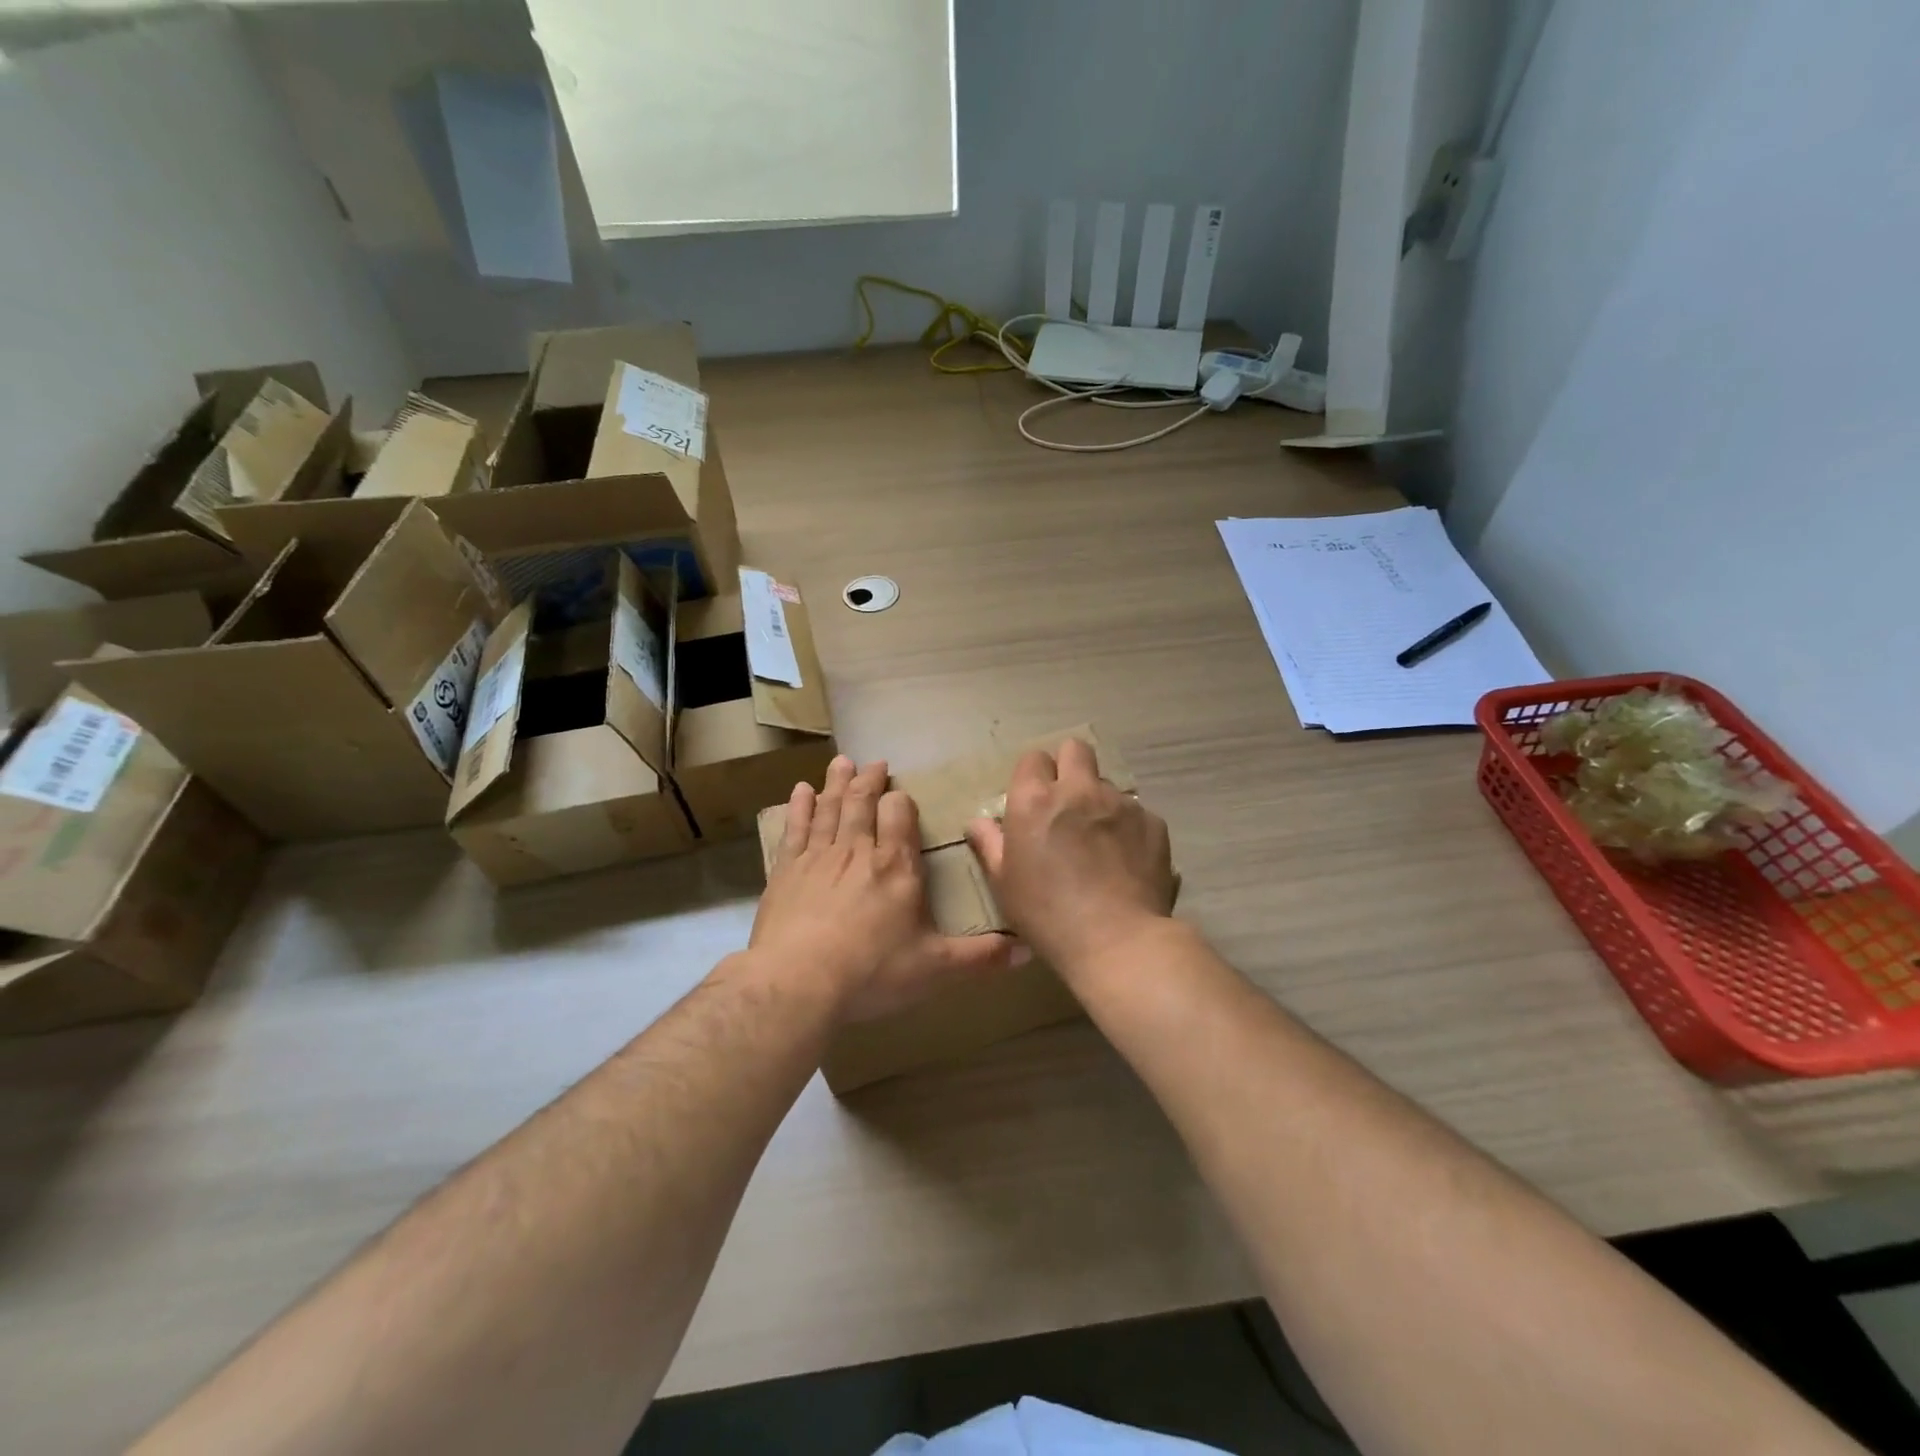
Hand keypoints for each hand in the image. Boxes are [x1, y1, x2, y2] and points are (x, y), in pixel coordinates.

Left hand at [753, 756, 1023, 1022]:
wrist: (798, 981)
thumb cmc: (872, 973)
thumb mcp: (935, 969)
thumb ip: (979, 958)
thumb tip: (1027, 953)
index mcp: (896, 867)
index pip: (900, 817)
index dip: (901, 802)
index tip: (901, 794)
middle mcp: (858, 851)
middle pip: (863, 803)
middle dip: (869, 781)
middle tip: (873, 762)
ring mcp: (818, 857)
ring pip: (830, 808)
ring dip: (837, 783)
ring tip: (842, 763)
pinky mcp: (786, 871)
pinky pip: (795, 828)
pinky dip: (799, 807)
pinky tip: (800, 791)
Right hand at [965, 738, 1175, 978]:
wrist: (1118, 941)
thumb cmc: (1047, 915)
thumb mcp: (1004, 884)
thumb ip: (990, 845)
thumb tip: (978, 822)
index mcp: (1035, 800)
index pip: (1033, 759)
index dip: (1032, 777)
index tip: (1033, 802)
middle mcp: (1079, 790)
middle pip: (1075, 749)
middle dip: (1069, 766)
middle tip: (1067, 803)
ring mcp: (1121, 804)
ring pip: (1107, 784)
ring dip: (1099, 801)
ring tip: (1100, 841)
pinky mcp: (1153, 823)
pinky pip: (1136, 813)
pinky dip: (1128, 828)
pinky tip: (1126, 860)